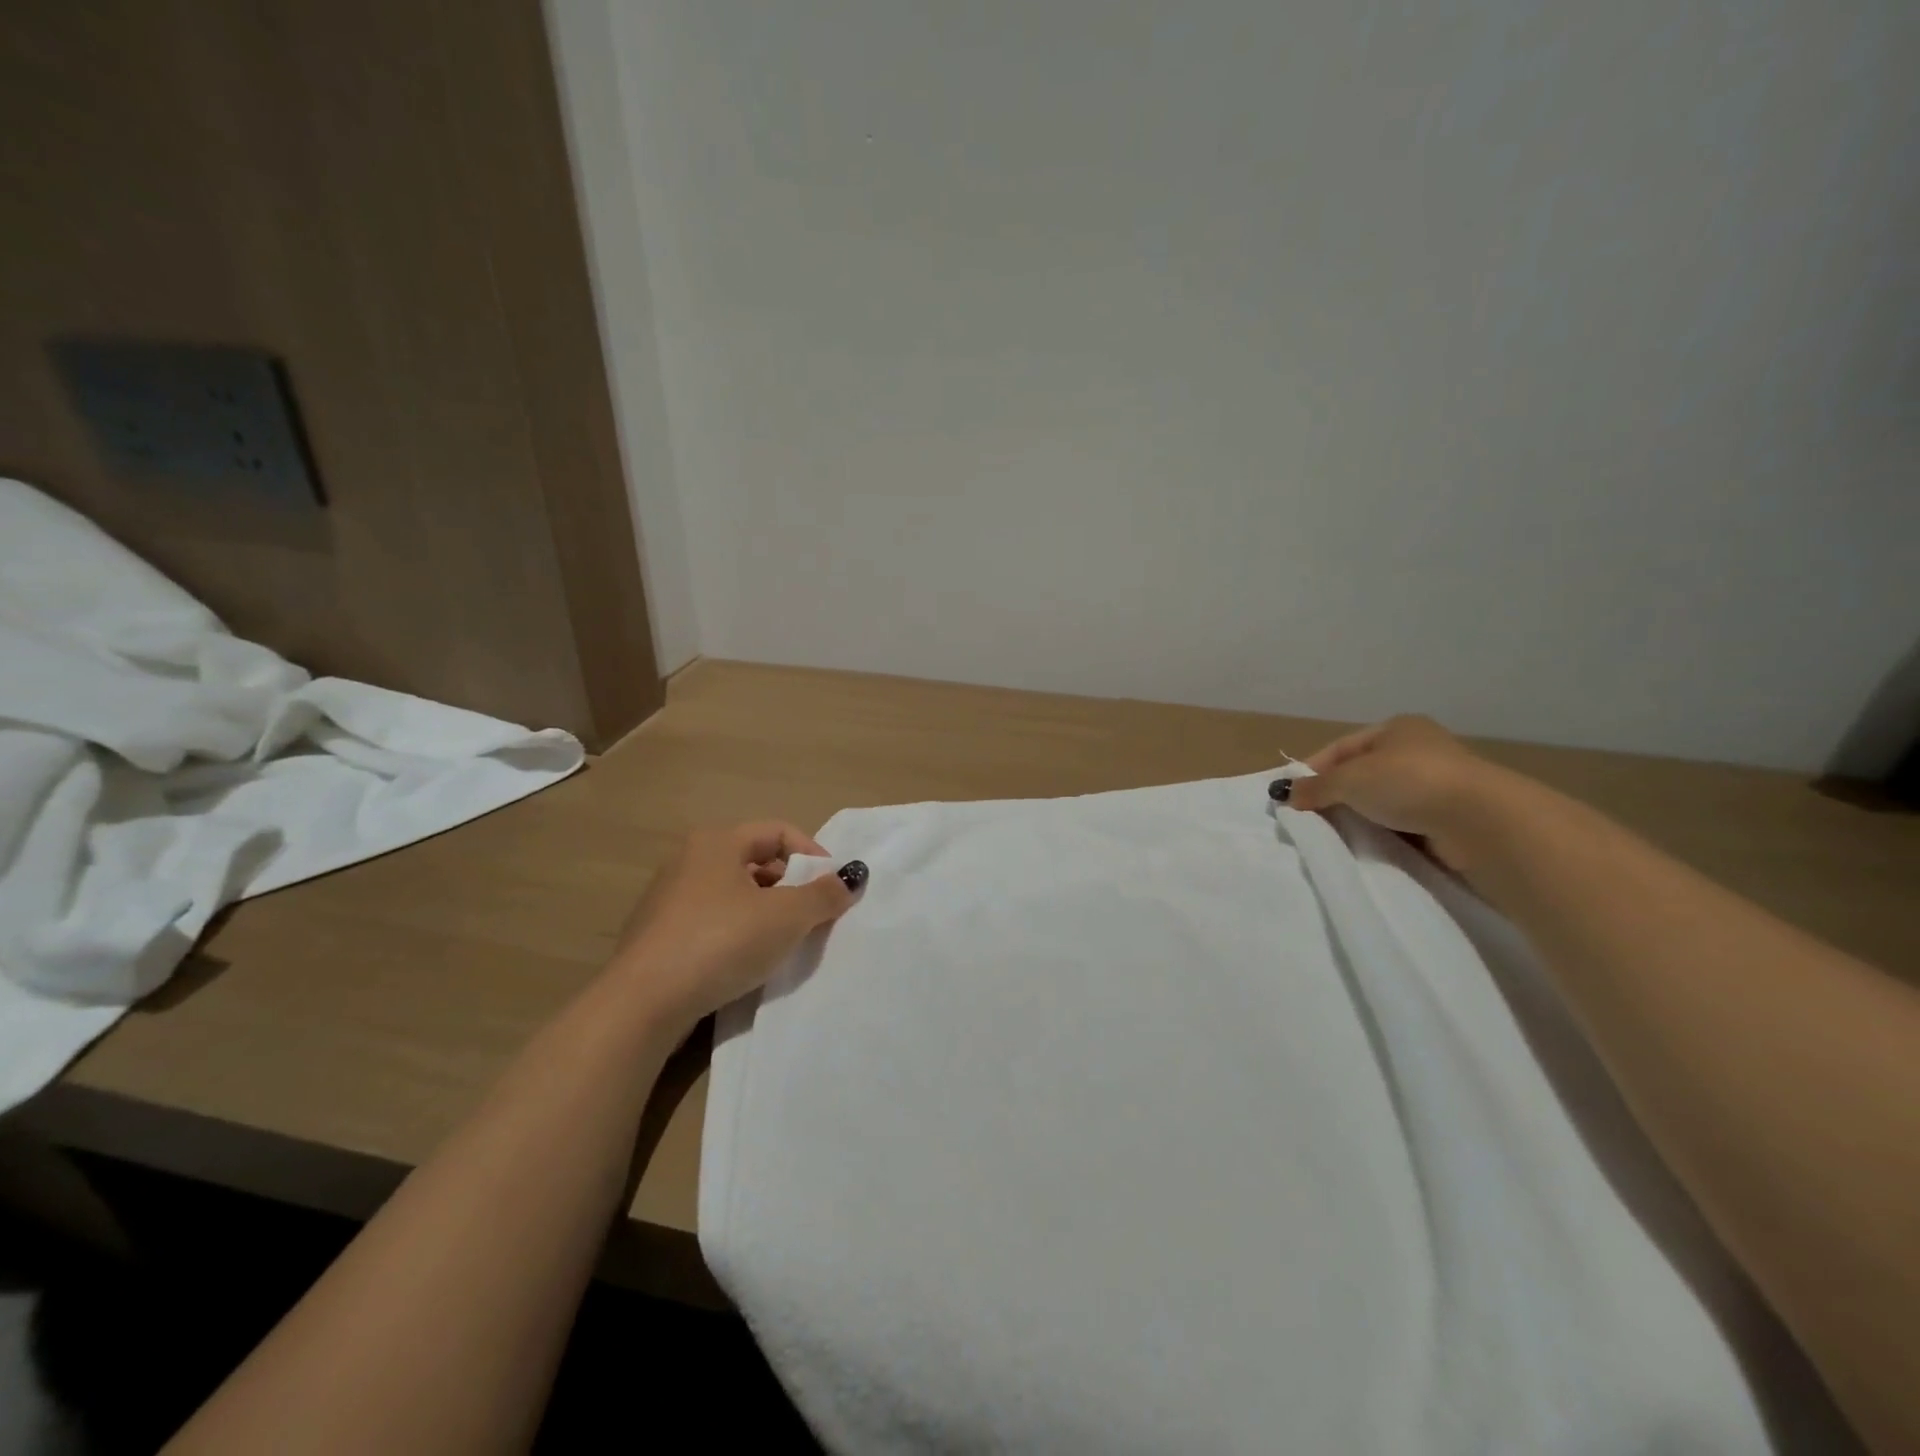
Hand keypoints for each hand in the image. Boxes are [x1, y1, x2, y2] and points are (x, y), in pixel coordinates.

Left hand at [609, 822, 861, 1032]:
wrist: (642, 1004)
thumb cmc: (720, 942)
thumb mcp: (786, 917)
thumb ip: (824, 894)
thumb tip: (851, 877)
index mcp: (717, 842)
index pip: (779, 831)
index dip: (813, 854)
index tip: (834, 889)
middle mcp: (688, 860)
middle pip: (756, 861)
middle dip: (791, 885)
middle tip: (814, 917)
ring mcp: (668, 899)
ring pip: (734, 894)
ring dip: (766, 912)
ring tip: (785, 942)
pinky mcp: (658, 936)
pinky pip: (711, 922)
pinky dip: (737, 933)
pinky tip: (747, 962)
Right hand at [1287, 715, 1507, 869]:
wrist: (1480, 820)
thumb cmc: (1408, 782)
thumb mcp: (1349, 780)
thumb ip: (1315, 787)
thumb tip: (1286, 795)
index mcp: (1396, 728)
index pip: (1341, 748)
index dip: (1312, 770)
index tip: (1291, 796)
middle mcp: (1418, 749)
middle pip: (1361, 773)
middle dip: (1334, 794)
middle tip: (1309, 817)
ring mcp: (1436, 783)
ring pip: (1381, 799)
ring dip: (1360, 815)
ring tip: (1336, 834)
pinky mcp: (1448, 815)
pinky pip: (1402, 822)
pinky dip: (1384, 831)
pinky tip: (1370, 843)